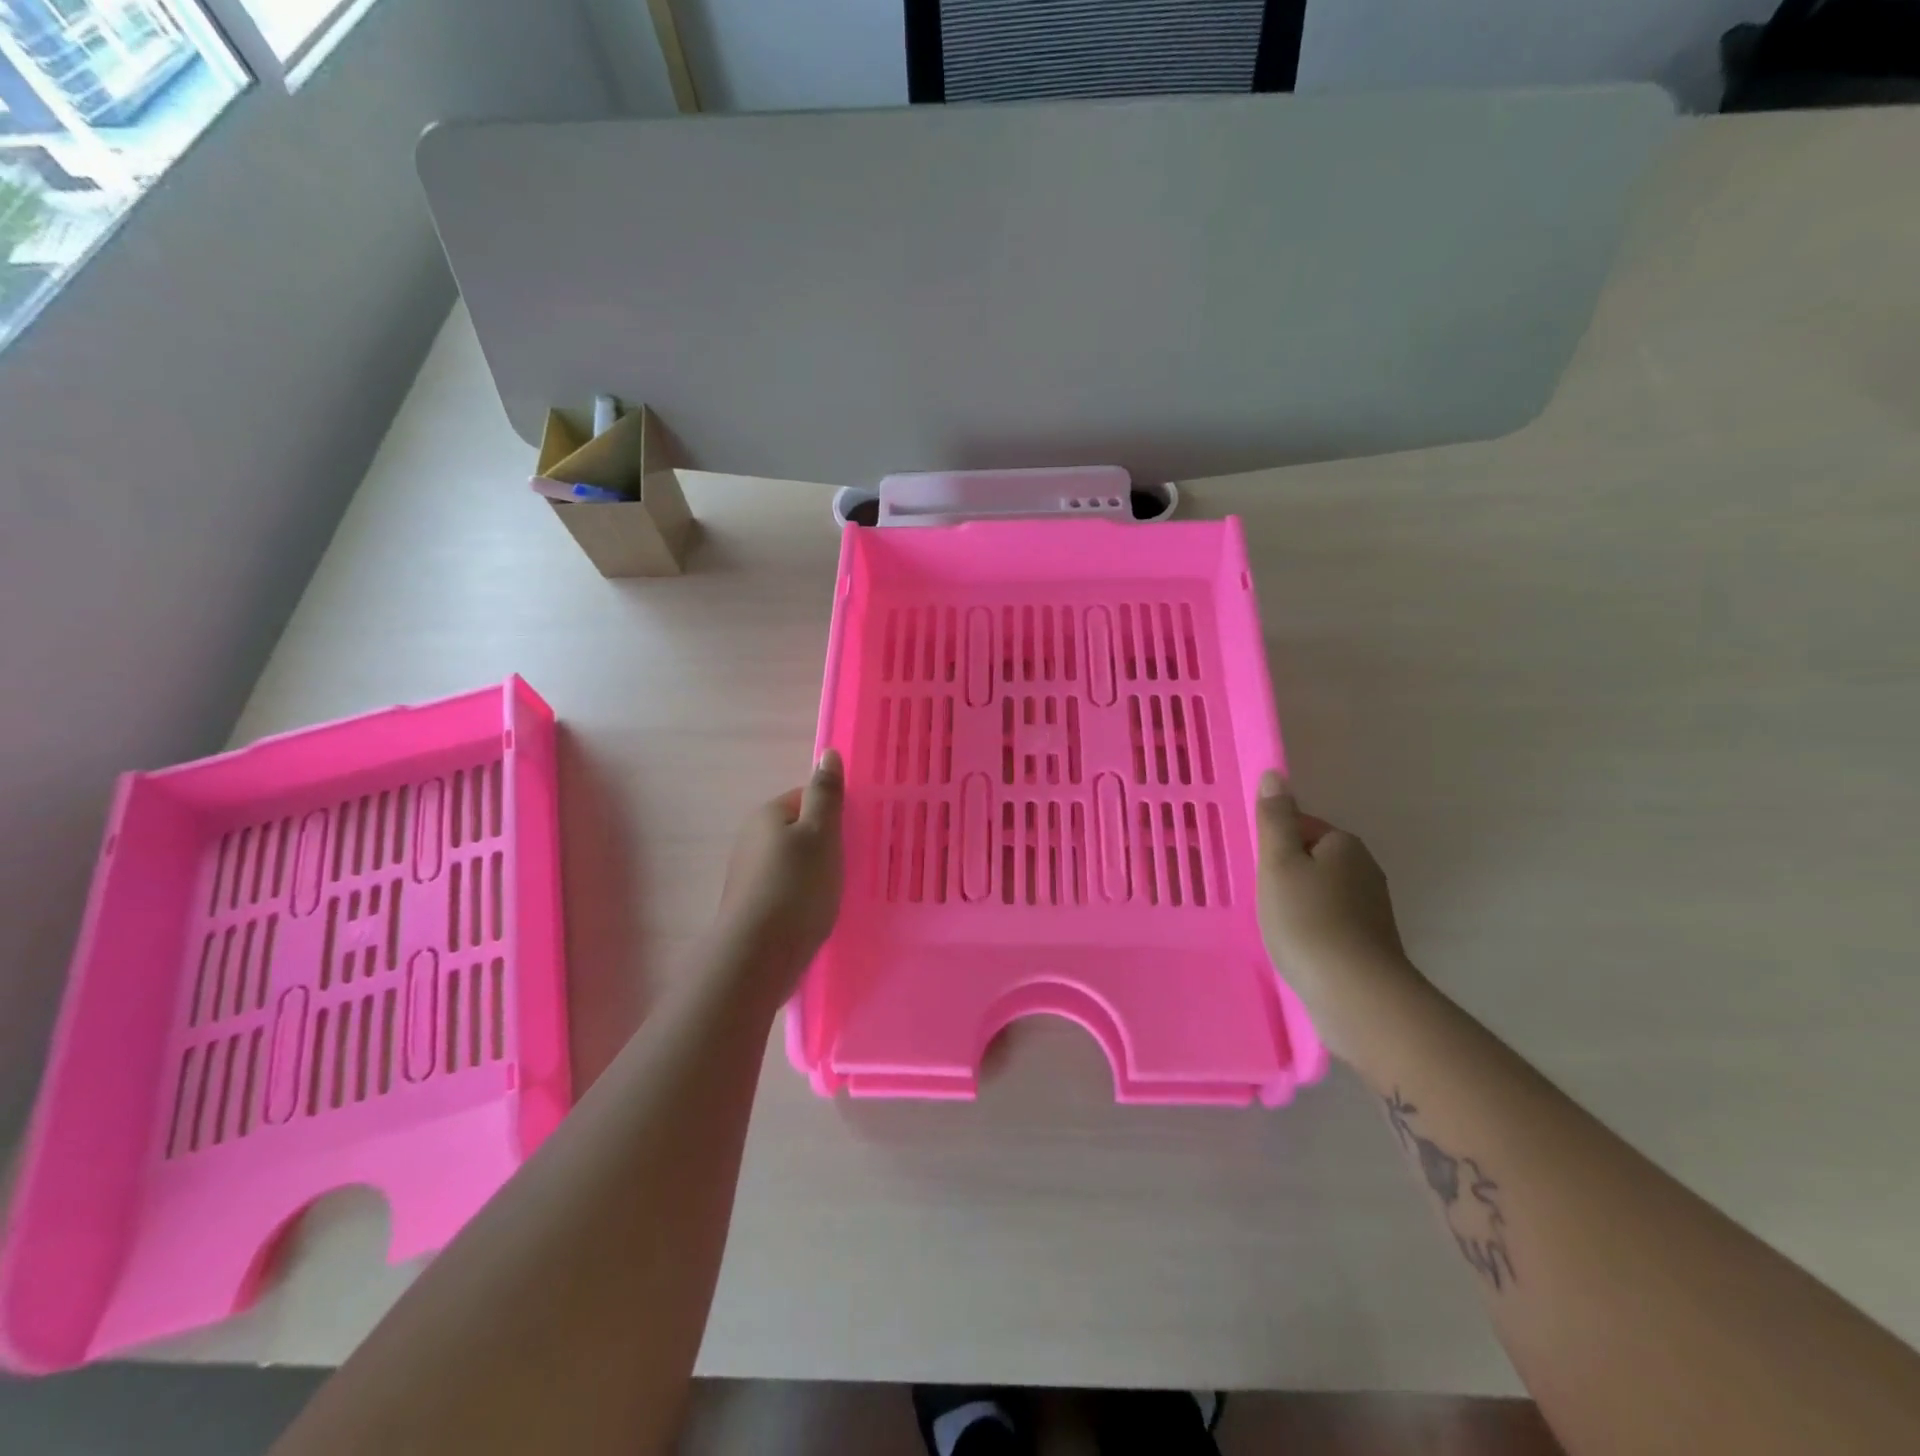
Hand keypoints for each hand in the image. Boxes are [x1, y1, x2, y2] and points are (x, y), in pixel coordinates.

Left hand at [716, 751, 844, 988]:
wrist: (758, 954)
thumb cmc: (797, 887)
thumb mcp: (821, 834)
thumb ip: (826, 794)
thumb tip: (828, 753)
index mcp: (768, 814)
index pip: (807, 798)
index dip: (833, 814)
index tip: (854, 835)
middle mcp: (751, 837)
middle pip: (799, 830)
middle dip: (824, 844)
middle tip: (850, 864)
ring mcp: (747, 872)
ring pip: (792, 860)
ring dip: (813, 871)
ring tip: (836, 892)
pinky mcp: (750, 904)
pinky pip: (784, 888)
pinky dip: (801, 895)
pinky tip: (815, 913)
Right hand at [1255, 771, 1421, 1059]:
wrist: (1355, 994)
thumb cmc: (1307, 920)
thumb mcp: (1278, 863)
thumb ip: (1274, 819)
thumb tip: (1275, 774)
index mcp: (1344, 843)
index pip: (1300, 826)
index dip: (1273, 844)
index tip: (1255, 869)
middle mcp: (1365, 869)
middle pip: (1312, 859)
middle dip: (1285, 874)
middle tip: (1259, 897)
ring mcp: (1372, 908)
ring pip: (1321, 892)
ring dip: (1298, 903)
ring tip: (1274, 926)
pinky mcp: (1371, 942)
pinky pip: (1331, 922)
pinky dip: (1312, 929)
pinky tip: (1296, 948)